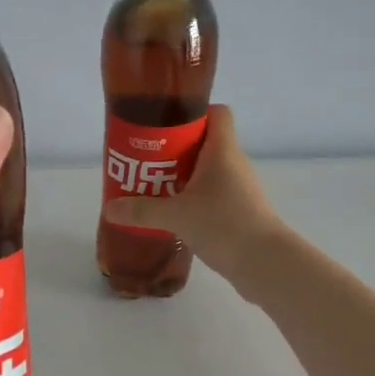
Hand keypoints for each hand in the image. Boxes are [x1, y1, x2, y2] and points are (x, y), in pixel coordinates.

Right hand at [101, 105, 282, 285]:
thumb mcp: (176, 216)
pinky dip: (192, 199)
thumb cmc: (224, 224)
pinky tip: (172, 215)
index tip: (165, 125)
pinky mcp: (238, 211)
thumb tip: (110, 208)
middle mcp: (233, 164)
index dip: (193, 113)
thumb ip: (142, 211)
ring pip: (206, 172)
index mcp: (222, 151)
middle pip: (204, 143)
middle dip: (174, 150)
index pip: (217, 113)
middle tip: (145, 161)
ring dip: (181, 177)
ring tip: (152, 188)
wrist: (265, 262)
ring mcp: (238, 189)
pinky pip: (211, 195)